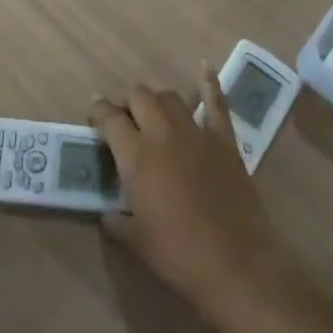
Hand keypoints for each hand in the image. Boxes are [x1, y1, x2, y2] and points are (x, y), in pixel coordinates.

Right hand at [92, 69, 300, 324]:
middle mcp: (162, 134)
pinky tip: (203, 67)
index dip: (98, 112)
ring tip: (149, 110)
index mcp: (136, 156)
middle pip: (138, 97)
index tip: (94, 115)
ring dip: (155, 99)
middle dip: (125, 101)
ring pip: (169, 97)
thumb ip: (117, 222)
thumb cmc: (180, 257)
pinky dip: (209, 83)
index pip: (109, 119)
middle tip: (120, 116)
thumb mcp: (137, 243)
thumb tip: (107, 214)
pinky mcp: (224, 140)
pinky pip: (216, 103)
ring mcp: (196, 133)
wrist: (238, 265)